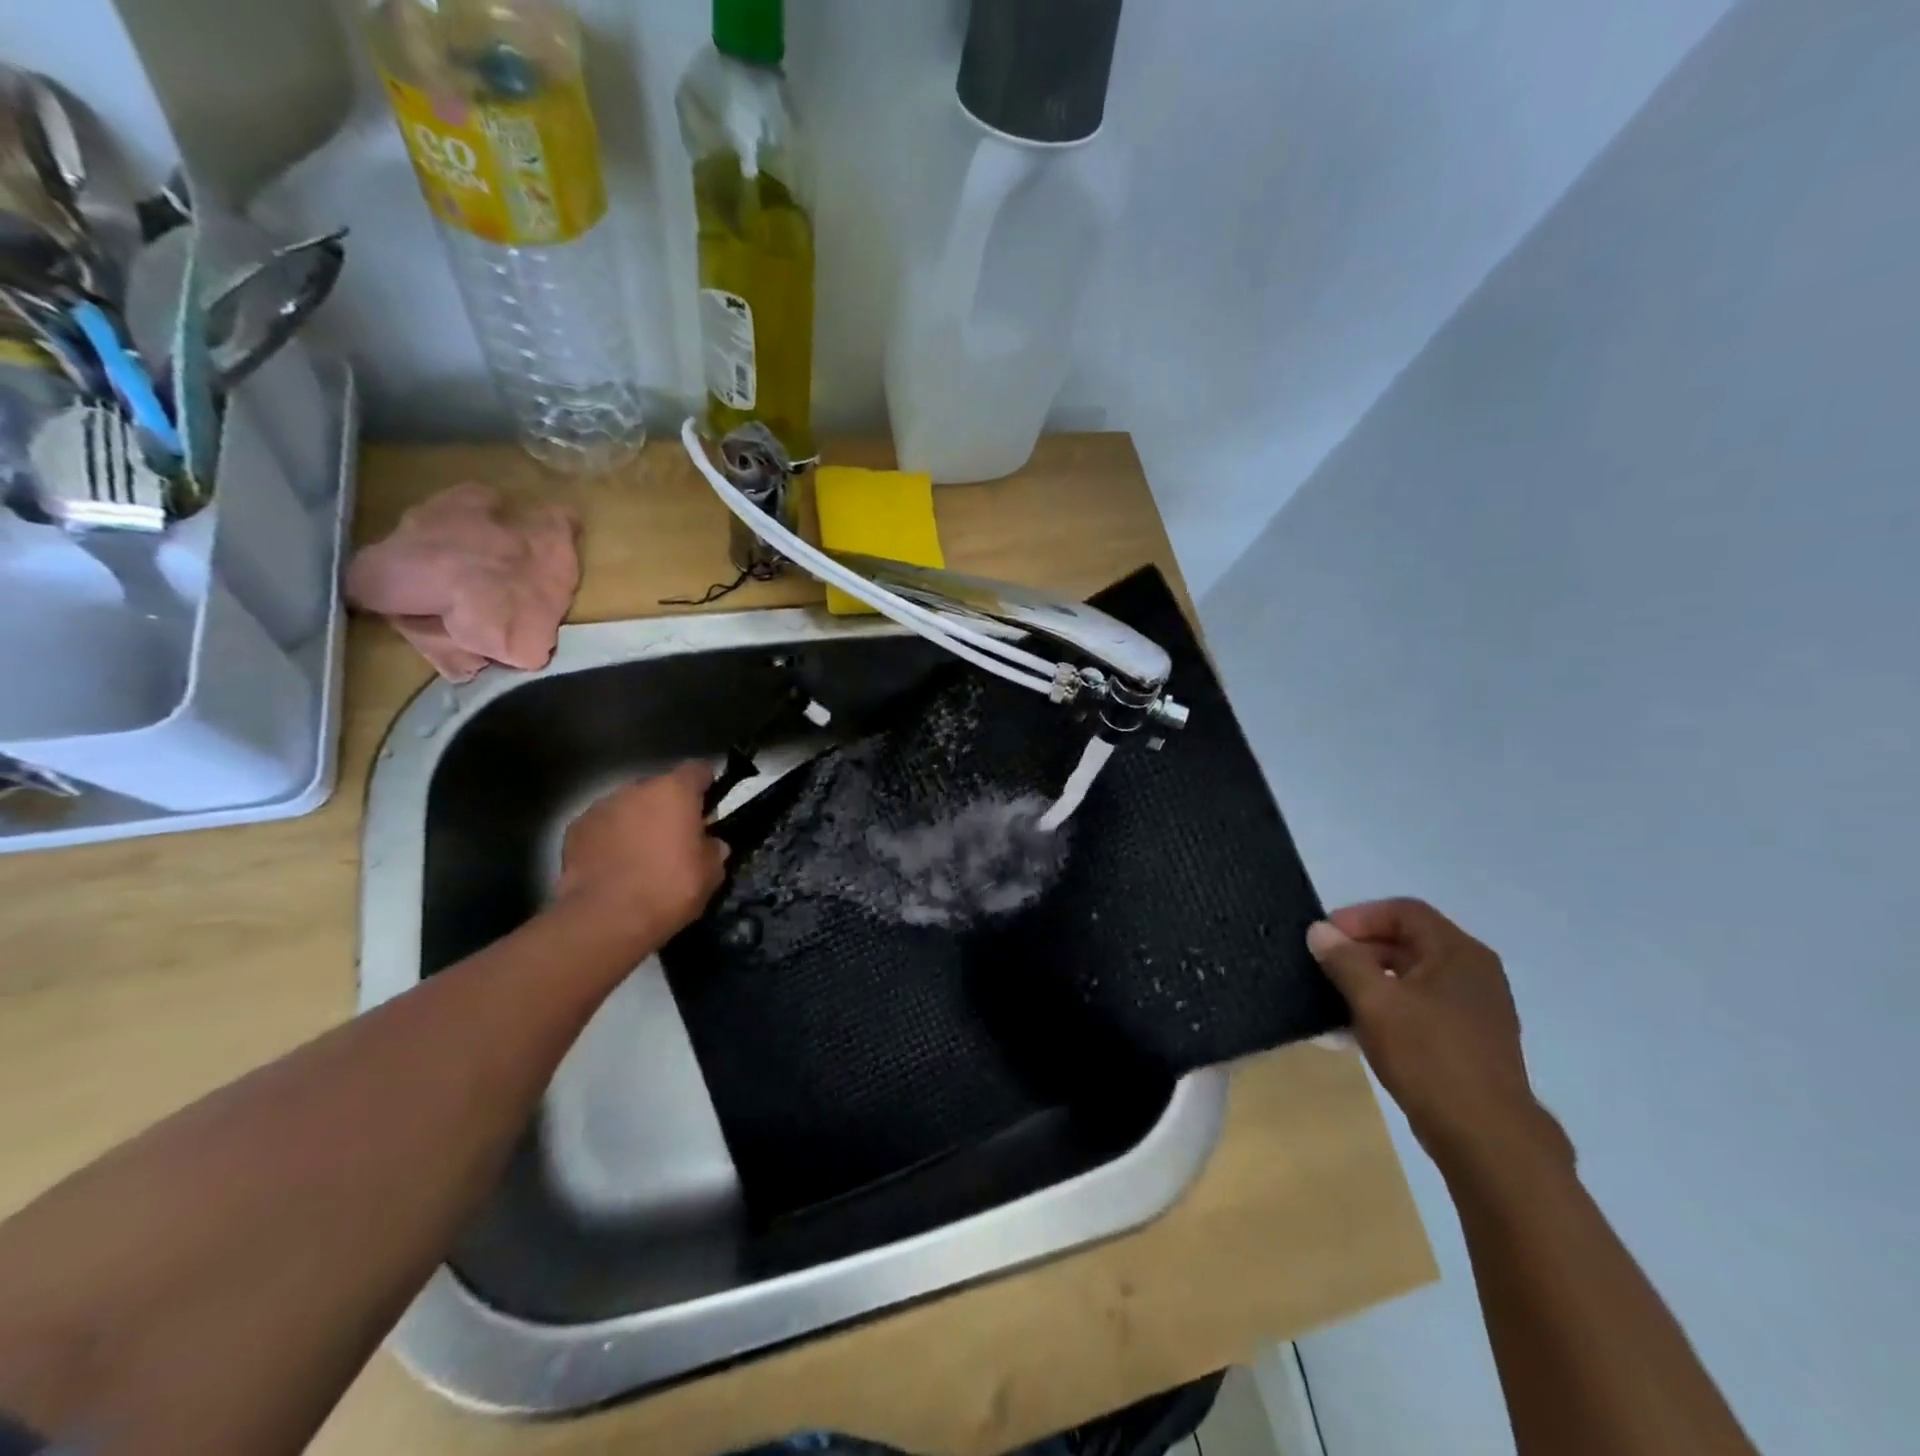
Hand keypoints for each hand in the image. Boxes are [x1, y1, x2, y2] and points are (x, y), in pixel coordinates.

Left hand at [554, 763, 728, 952]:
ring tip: (640, 855)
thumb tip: (711, 844)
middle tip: (675, 839)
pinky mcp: (575, 829)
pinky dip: (609, 839)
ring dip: (637, 822)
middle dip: (668, 808)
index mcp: (675, 792)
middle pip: (659, 788)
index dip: (706, 786)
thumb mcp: (711, 873)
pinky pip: (602, 826)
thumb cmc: (668, 889)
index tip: (708, 808)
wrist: (606, 918)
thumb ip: (714, 849)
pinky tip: (613, 866)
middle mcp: (636, 789)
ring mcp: (601, 807)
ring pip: (628, 806)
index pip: (697, 770)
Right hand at [1307, 899, 1572, 1178]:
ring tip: (1334, 998)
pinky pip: (1421, 1006)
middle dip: (1361, 949)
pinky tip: (1358, 1030)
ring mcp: (1475, 1008)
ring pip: (1412, 976)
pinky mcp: (1469, 1040)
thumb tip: (1320, 930)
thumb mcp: (1375, 1002)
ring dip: (1371, 980)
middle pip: (1408, 940)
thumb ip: (1344, 960)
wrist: (1486, 1138)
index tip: (1324, 937)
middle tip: (1324, 966)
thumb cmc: (1429, 1056)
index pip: (1403, 911)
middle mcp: (1473, 971)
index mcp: (1458, 952)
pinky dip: (1389, 1007)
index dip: (1359, 917)